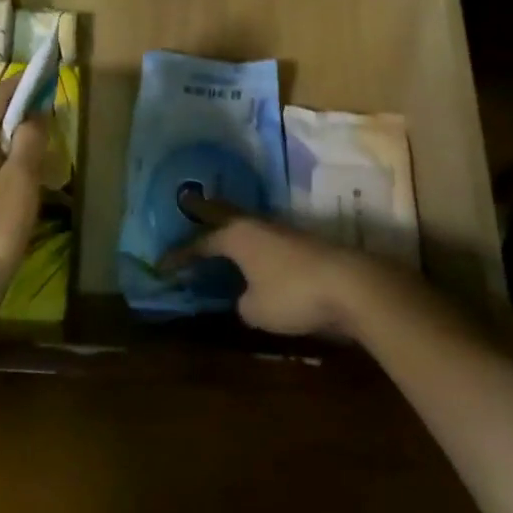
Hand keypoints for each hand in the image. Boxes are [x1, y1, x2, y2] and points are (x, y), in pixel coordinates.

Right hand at [177, 216, 383, 337]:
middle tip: (188, 203)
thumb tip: (247, 297)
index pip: (199, 243)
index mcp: (236, 236)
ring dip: (232, 229)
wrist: (351, 286)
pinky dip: (254, 245)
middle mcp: (256, 225)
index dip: (180, 255)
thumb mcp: (255, 309)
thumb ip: (242, 301)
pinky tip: (255, 255)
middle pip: (223, 214)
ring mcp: (282, 231)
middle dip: (204, 211)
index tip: (162, 265)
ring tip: (220, 232)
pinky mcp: (303, 244)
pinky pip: (266, 240)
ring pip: (248, 225)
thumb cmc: (292, 294)